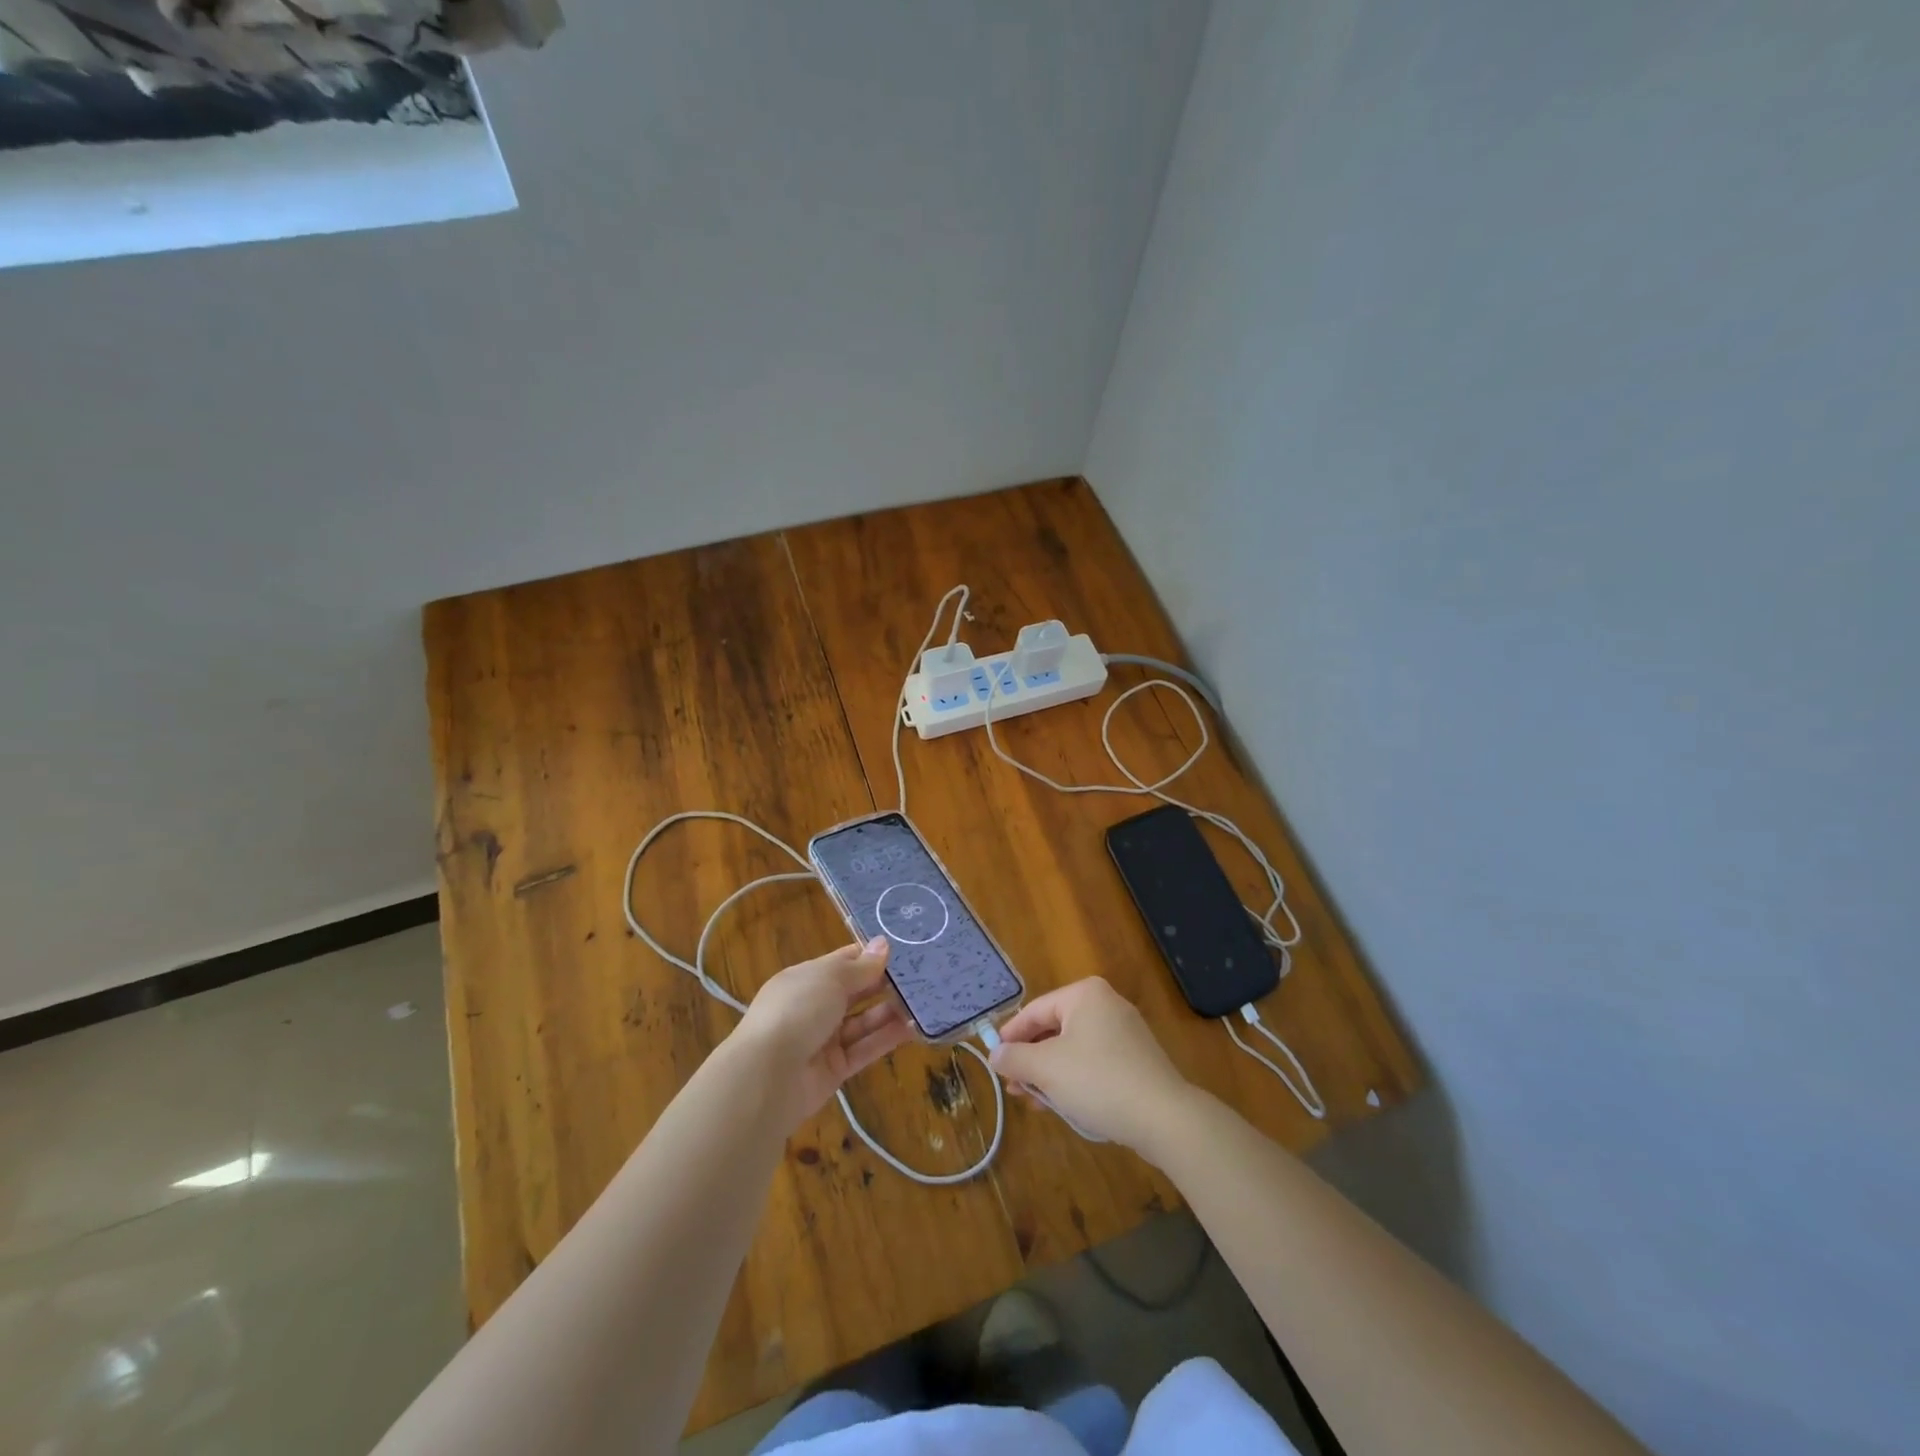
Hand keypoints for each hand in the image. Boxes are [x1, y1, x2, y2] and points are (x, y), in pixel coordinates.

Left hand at [734, 936, 914, 1120]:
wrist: (767, 1076)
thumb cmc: (797, 1010)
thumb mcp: (830, 979)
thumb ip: (861, 967)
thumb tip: (884, 944)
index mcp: (806, 978)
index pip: (843, 961)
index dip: (870, 955)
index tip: (903, 950)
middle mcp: (814, 1006)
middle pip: (855, 991)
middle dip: (884, 983)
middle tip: (922, 975)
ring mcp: (824, 1039)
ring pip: (863, 1021)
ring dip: (890, 1011)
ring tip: (924, 1001)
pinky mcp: (835, 1069)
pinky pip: (865, 1048)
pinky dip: (887, 1038)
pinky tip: (914, 1028)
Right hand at [987, 977, 1196, 1150]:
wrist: (1164, 1117)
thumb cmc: (1098, 1081)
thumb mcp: (1047, 1068)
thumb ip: (1015, 1058)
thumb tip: (995, 1054)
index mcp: (1084, 994)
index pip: (1035, 1010)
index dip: (1011, 1036)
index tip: (994, 1061)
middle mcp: (1106, 1003)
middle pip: (1054, 1028)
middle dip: (1031, 1059)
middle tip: (1014, 1087)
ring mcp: (1125, 1031)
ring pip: (1073, 1048)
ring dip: (1050, 1073)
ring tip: (1035, 1102)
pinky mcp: (1136, 1058)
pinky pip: (1094, 1061)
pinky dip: (1075, 1078)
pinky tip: (1064, 1104)